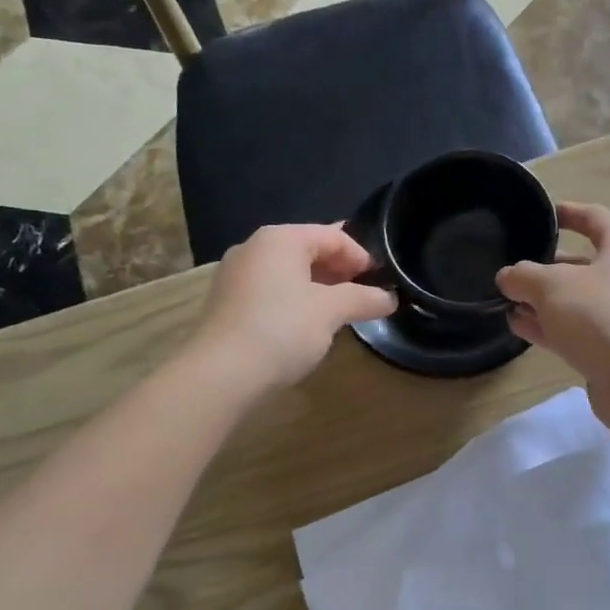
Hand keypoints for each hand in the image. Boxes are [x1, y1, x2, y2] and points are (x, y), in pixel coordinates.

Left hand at [189, 224, 394, 391]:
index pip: (333, 235)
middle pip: (308, 250)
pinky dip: (294, 301)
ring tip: (340, 312)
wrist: (220, 374)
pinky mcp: (227, 303)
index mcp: (280, 238)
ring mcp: (235, 275)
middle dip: (340, 271)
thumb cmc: (281, 329)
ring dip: (318, 287)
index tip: (381, 282)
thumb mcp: (331, 311)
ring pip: (288, 272)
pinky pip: (270, 291)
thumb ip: (363, 298)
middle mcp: (254, 248)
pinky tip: (306, 326)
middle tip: (364, 296)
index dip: (361, 256)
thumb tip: (390, 298)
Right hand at [495, 203, 609, 398]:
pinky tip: (519, 327)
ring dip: (542, 301)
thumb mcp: (551, 286)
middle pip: (581, 264)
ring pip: (575, 301)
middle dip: (545, 267)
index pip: (595, 219)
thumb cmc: (600, 316)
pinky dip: (548, 326)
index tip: (542, 213)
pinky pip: (575, 331)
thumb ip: (523, 275)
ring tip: (507, 302)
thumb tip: (508, 276)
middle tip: (513, 271)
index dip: (568, 213)